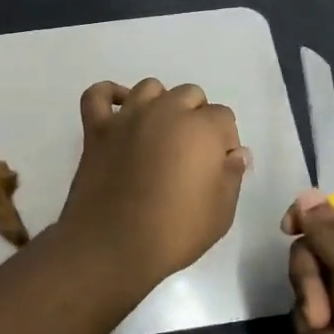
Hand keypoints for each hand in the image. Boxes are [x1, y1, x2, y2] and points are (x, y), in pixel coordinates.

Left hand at [55, 79, 251, 294]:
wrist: (114, 245)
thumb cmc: (175, 232)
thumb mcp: (221, 212)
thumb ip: (232, 175)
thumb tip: (237, 153)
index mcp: (201, 129)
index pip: (223, 117)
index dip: (225, 141)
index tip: (218, 167)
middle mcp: (165, 112)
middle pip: (189, 95)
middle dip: (197, 117)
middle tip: (191, 154)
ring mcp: (128, 117)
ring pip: (150, 88)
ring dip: (160, 103)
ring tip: (160, 133)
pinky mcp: (97, 129)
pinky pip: (99, 94)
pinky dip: (109, 95)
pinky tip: (119, 110)